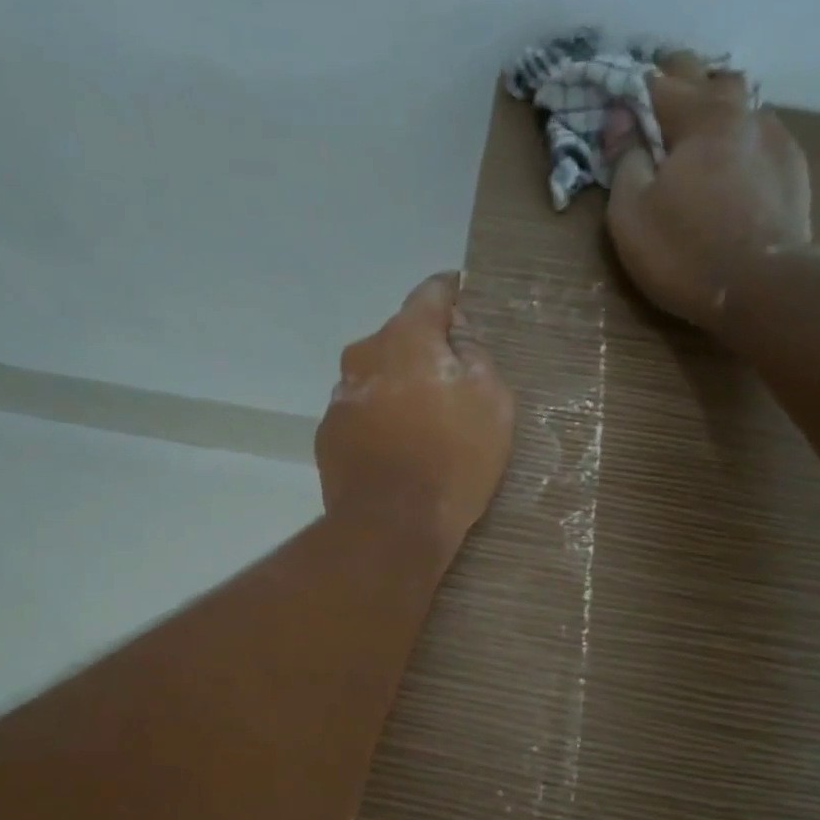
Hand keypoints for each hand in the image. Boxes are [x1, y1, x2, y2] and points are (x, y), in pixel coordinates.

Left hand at [317, 272, 515, 549]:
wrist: (392, 526)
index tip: (464, 297)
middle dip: (424, 349)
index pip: (432, 293)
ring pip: (376, 376)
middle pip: (399, 337)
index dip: (453, 293)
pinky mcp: (327, 435)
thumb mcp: (492, 403)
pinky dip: (378, 419)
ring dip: (397, 385)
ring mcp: (339, 397)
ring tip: (421, 420)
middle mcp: (364, 355)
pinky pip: (360, 412)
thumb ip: (476, 356)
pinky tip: (396, 448)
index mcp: (406, 337)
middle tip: (450, 378)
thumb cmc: (453, 460)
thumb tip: (458, 336)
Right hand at [603, 67, 812, 330]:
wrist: (762, 287)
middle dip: (677, 83)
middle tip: (655, 110)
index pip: (656, 83)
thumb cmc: (684, 252)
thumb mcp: (630, 214)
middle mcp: (740, 112)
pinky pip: (760, 136)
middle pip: (706, 76)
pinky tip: (733, 167)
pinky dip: (740, 141)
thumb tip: (619, 119)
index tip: (614, 112)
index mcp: (697, 117)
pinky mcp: (792, 167)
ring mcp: (773, 136)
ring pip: (740, 102)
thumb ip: (624, 160)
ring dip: (715, 109)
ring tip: (698, 136)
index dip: (629, 92)